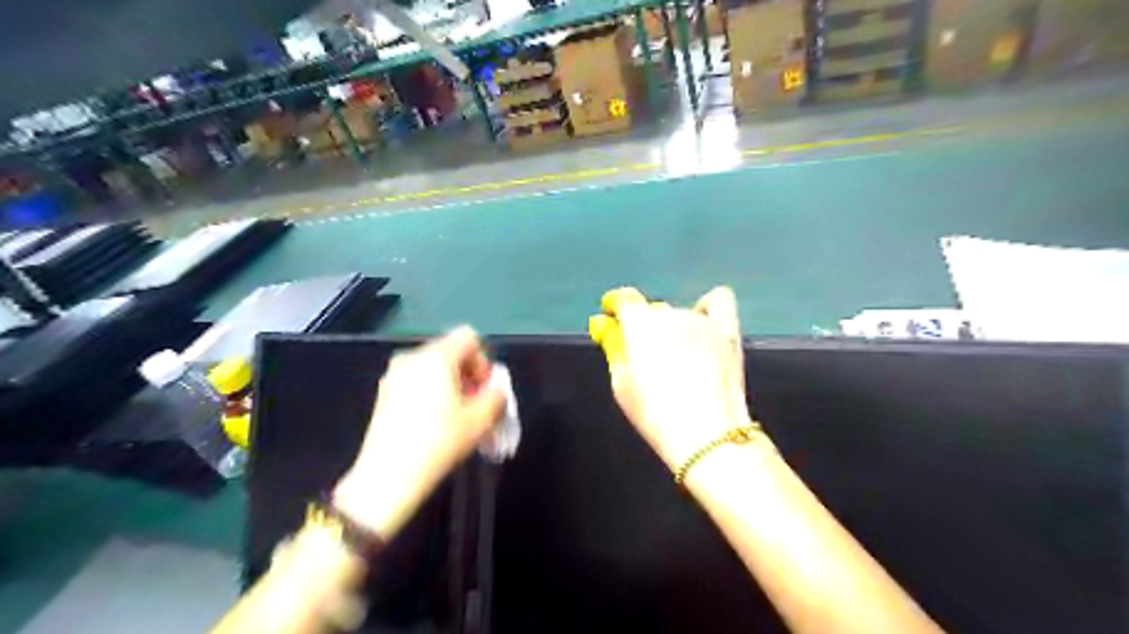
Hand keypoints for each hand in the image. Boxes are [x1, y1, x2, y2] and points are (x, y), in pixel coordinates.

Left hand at [332, 326, 504, 538]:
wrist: (388, 477)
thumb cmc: (439, 441)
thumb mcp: (481, 420)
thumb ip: (497, 396)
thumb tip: (495, 390)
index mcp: (436, 357)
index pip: (468, 337)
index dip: (483, 360)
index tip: (485, 389)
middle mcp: (412, 357)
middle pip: (450, 352)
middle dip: (468, 375)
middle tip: (475, 405)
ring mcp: (393, 375)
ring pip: (433, 369)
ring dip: (451, 386)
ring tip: (457, 416)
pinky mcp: (384, 394)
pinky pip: (417, 382)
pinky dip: (432, 394)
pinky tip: (434, 423)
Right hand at [591, 288, 757, 470]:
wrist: (705, 434)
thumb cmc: (654, 413)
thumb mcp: (621, 384)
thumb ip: (615, 349)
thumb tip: (608, 329)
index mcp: (640, 323)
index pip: (624, 299)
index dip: (615, 307)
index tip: (611, 320)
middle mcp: (671, 313)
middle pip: (652, 312)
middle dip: (645, 329)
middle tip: (646, 358)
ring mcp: (702, 320)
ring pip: (680, 315)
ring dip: (674, 330)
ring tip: (678, 359)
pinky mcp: (727, 331)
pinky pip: (718, 301)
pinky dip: (706, 309)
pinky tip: (703, 328)